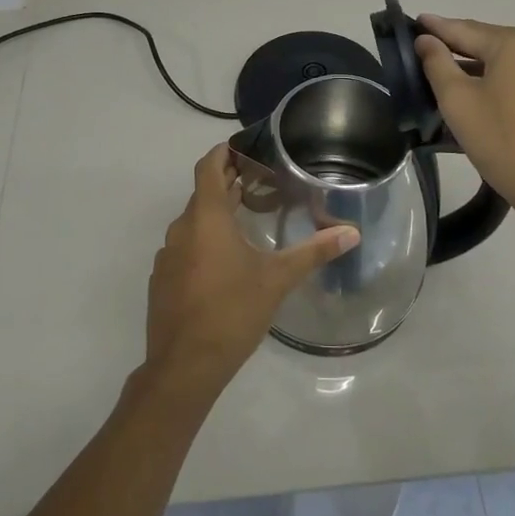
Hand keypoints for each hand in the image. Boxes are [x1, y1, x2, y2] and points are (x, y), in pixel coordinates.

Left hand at [145, 144, 358, 395]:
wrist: (184, 367)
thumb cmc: (232, 312)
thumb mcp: (277, 280)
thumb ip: (313, 252)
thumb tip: (352, 233)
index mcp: (206, 218)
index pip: (208, 167)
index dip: (223, 152)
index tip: (242, 148)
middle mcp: (181, 229)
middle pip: (202, 194)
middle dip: (227, 184)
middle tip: (257, 181)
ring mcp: (167, 256)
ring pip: (193, 223)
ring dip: (215, 215)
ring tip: (245, 219)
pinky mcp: (162, 280)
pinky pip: (183, 248)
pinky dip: (203, 242)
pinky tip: (224, 262)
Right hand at [414, 15, 514, 230]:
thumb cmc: (504, 142)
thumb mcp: (458, 102)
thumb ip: (437, 63)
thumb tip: (426, 39)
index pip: (465, 30)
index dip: (436, 27)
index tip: (414, 20)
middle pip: (488, 42)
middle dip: (457, 47)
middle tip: (425, 48)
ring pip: (507, 60)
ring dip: (478, 66)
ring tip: (446, 72)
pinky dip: (500, 79)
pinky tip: (480, 90)